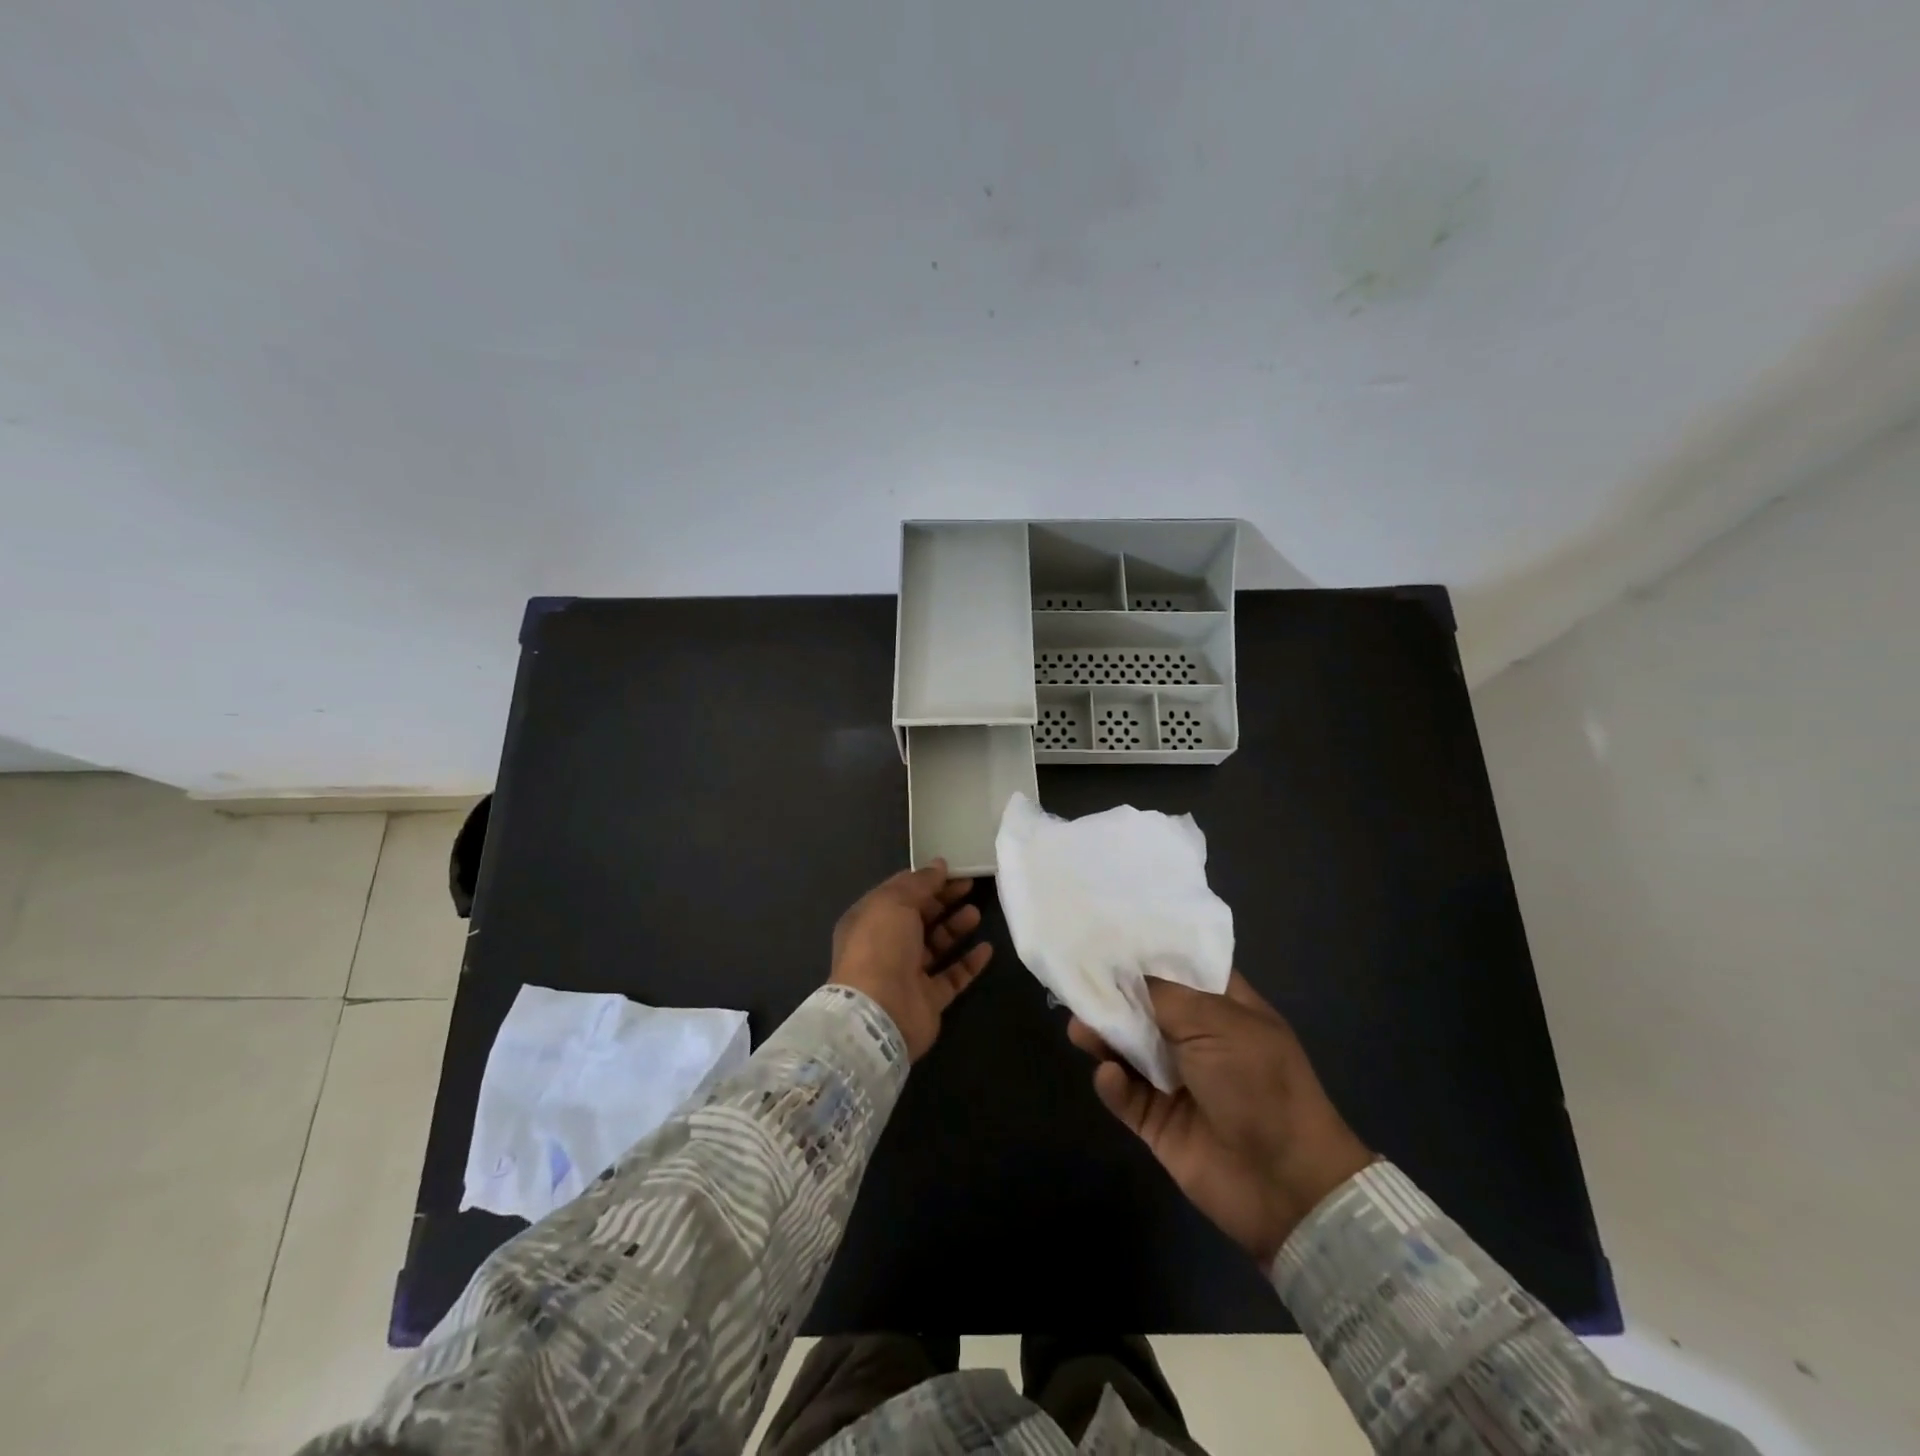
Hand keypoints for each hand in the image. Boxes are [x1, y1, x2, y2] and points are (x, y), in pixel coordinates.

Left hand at [829, 861, 992, 1060]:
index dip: (925, 880)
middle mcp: (885, 946)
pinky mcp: (927, 999)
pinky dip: (968, 963)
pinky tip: (986, 949)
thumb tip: (939, 865)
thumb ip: (919, 882)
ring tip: (975, 913)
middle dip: (943, 900)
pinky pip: (951, 976)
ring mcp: (906, 974)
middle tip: (970, 886)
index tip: (953, 870)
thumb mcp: (895, 902)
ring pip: (935, 945)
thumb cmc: (880, 947)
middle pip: (919, 917)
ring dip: (955, 928)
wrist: (879, 1013)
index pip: (899, 894)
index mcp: (869, 920)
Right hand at [1068, 973, 1371, 1264]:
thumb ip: (1163, 996)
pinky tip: (1109, 1077)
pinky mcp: (1159, 1123)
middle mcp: (1198, 1040)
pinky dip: (1113, 1085)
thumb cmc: (1259, 1084)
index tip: (1105, 937)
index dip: (1147, 954)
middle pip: (1145, 1009)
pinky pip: (1126, 1096)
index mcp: (1224, 1009)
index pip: (1180, 970)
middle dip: (1113, 996)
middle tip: (1076, 984)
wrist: (1286, 1184)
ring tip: (1079, 1029)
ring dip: (1104, 1038)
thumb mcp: (1216, 1023)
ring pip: (1128, 1050)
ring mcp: (1177, 1083)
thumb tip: (1123, 974)